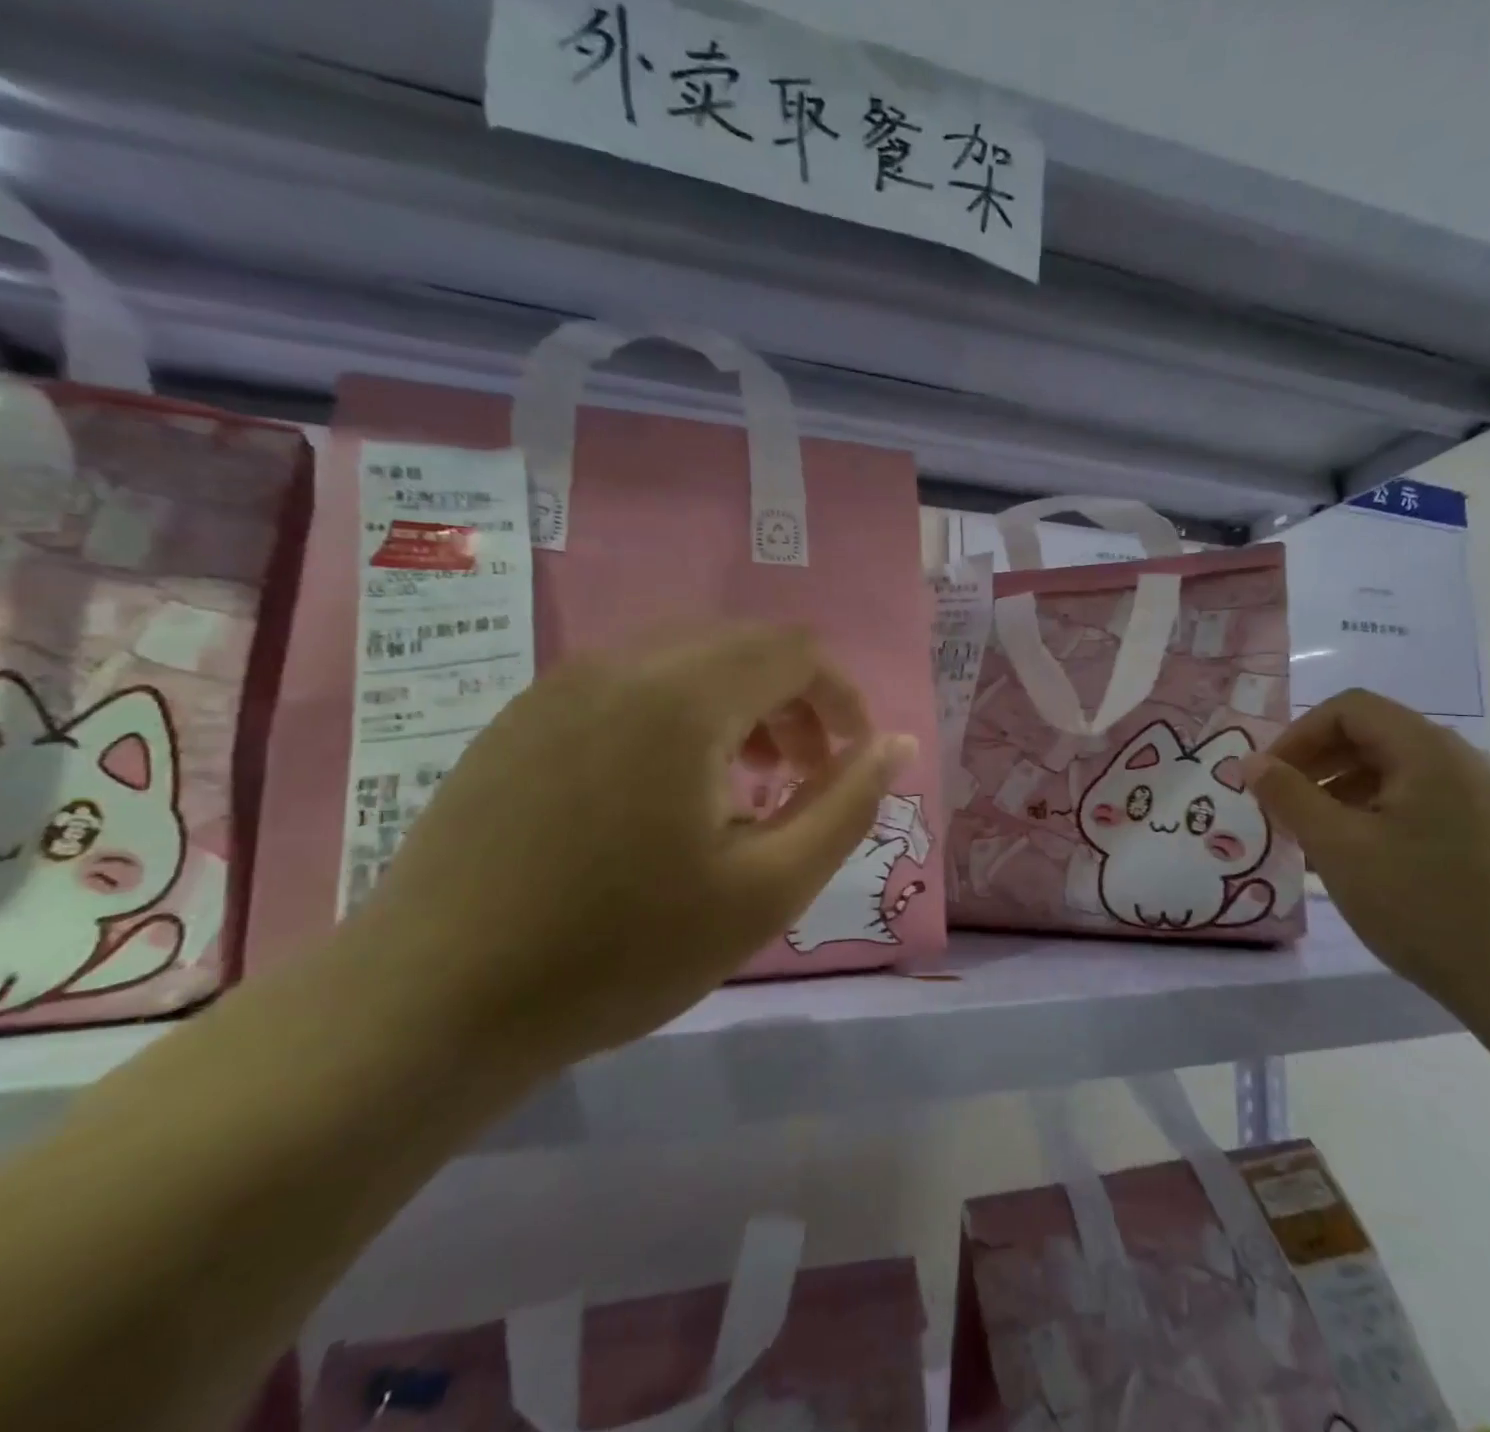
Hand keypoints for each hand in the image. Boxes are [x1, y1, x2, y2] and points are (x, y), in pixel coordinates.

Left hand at [350, 624, 915, 1073]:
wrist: (432, 1002)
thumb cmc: (622, 949)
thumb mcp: (767, 888)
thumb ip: (846, 806)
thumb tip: (897, 746)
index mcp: (682, 696)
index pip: (796, 650)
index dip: (842, 698)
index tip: (851, 762)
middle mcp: (619, 665)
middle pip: (741, 646)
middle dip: (792, 703)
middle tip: (800, 779)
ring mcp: (560, 686)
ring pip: (684, 663)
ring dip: (736, 710)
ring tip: (739, 791)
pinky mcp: (521, 718)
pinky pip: (628, 688)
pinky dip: (677, 719)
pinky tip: (661, 797)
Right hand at [1244, 689, 1489, 1019]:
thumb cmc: (1418, 904)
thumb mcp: (1337, 846)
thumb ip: (1288, 796)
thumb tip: (1250, 762)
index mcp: (1429, 751)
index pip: (1350, 709)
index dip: (1299, 734)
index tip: (1268, 777)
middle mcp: (1460, 759)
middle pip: (1371, 734)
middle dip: (1316, 762)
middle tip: (1280, 803)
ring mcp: (1477, 794)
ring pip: (1391, 768)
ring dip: (1339, 788)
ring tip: (1308, 833)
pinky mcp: (1483, 827)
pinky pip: (1414, 797)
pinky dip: (1371, 809)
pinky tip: (1349, 852)